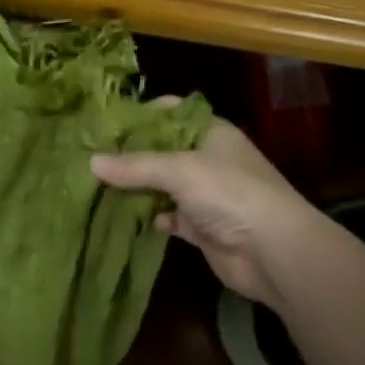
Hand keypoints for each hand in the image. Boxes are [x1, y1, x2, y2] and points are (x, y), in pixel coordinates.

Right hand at [91, 114, 320, 306]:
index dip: (142, 113)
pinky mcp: (202, 227)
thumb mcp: (179, 170)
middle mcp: (208, 159)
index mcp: (211, 132)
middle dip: (131, 154)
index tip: (106, 120)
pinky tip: (129, 218)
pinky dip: (153, 217)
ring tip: (98, 185)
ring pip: (163, 185)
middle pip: (163, 150)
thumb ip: (135, 166)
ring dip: (137, 188)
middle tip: (91, 155)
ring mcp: (206, 195)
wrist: (273, 252)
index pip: (172, 112)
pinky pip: (170, 216)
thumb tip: (91, 162)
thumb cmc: (229, 193)